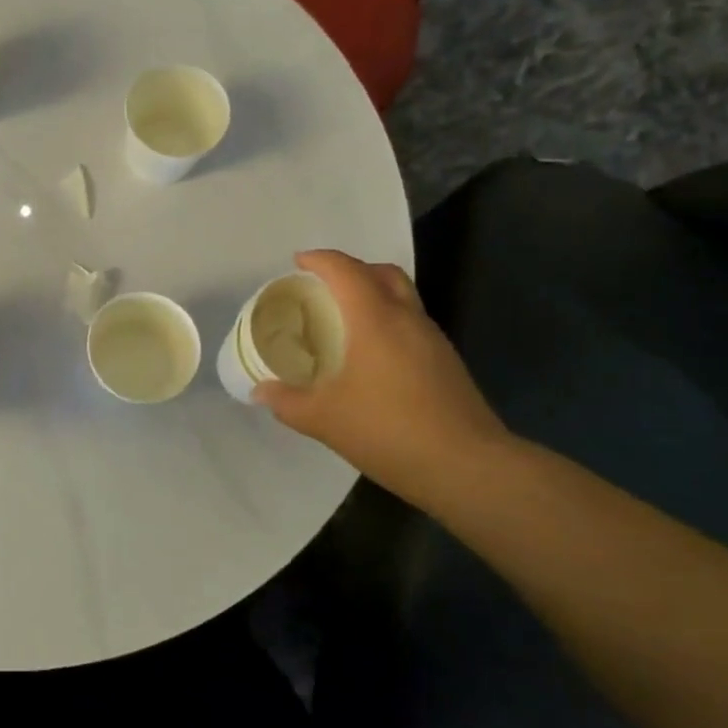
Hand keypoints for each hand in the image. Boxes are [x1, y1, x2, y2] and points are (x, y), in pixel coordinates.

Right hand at [254, 250, 510, 504]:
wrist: (467, 467)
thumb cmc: (389, 431)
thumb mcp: (324, 419)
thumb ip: (287, 402)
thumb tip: (260, 391)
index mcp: (376, 320)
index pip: (346, 270)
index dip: (320, 260)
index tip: (297, 263)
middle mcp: (408, 319)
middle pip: (382, 273)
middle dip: (351, 270)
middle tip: (322, 287)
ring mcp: (433, 340)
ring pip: (402, 297)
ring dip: (373, 295)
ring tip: (343, 319)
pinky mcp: (446, 363)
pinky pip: (411, 324)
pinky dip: (387, 322)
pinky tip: (370, 356)